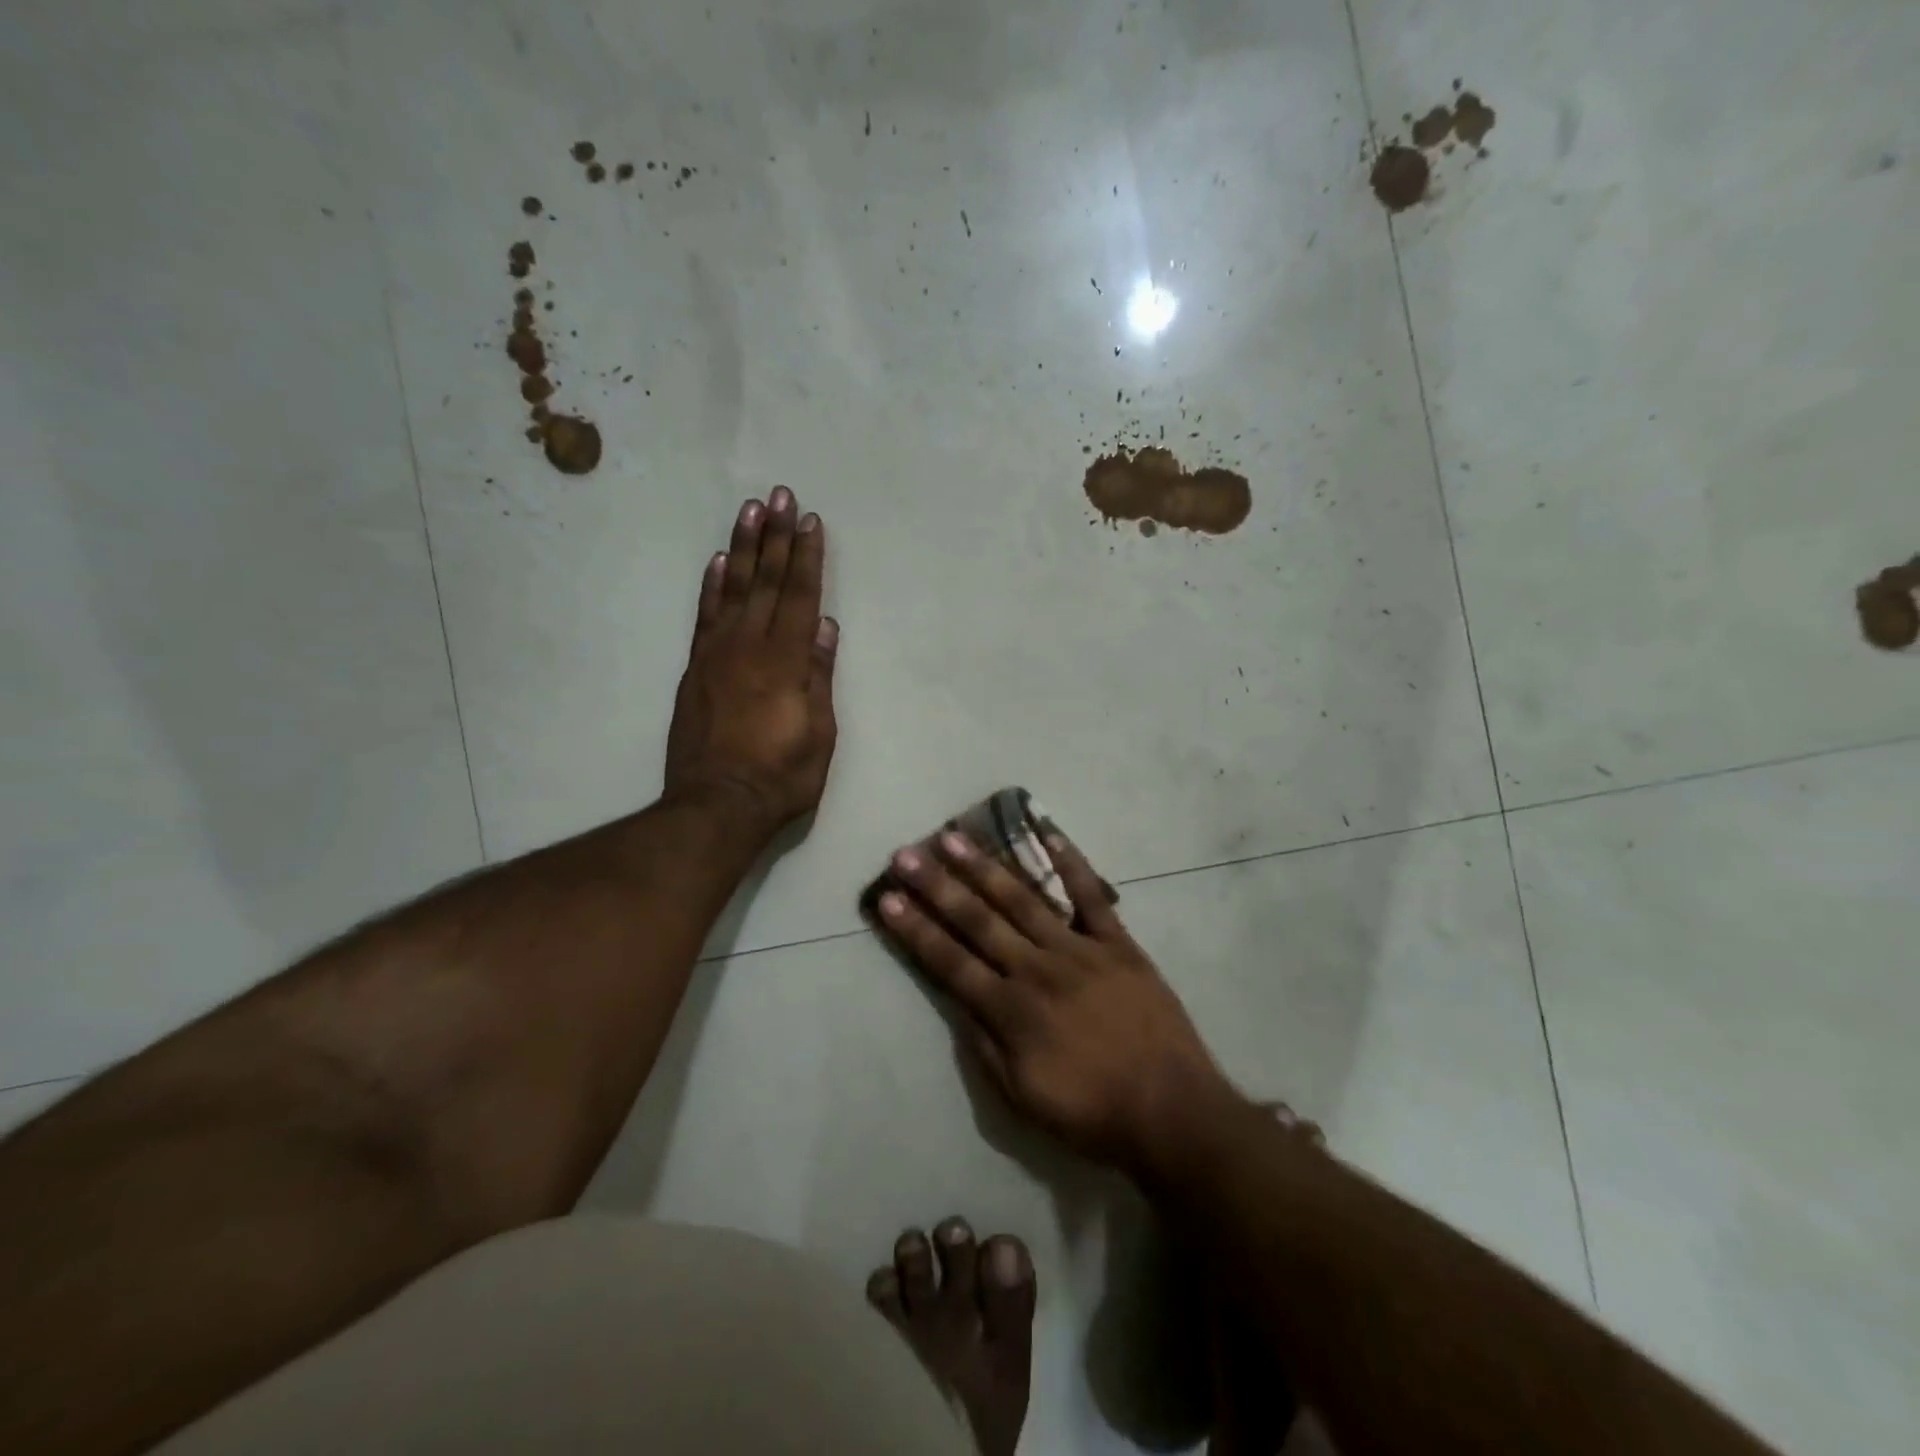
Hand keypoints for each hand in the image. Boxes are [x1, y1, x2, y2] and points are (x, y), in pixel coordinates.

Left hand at [664, 488, 837, 837]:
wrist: (716, 804)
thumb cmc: (780, 776)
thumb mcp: (818, 734)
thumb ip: (819, 676)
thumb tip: (825, 625)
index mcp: (785, 662)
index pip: (801, 597)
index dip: (807, 558)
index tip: (811, 521)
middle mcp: (750, 647)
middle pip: (767, 582)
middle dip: (776, 537)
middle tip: (780, 494)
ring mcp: (717, 655)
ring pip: (734, 589)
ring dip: (744, 548)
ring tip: (751, 510)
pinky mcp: (696, 669)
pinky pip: (704, 616)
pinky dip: (712, 586)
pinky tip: (720, 561)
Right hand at [876, 830, 1232, 1174]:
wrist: (1171, 1110)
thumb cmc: (1091, 1113)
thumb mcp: (1023, 1098)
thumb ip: (985, 1046)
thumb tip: (956, 1002)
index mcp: (1011, 1010)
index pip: (950, 962)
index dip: (915, 930)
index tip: (887, 898)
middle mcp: (1037, 969)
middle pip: (978, 920)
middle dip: (937, 886)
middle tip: (907, 854)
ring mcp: (1079, 950)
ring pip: (1024, 899)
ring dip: (986, 867)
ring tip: (954, 838)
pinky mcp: (1117, 943)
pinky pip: (1091, 896)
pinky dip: (1070, 862)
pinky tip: (1048, 832)